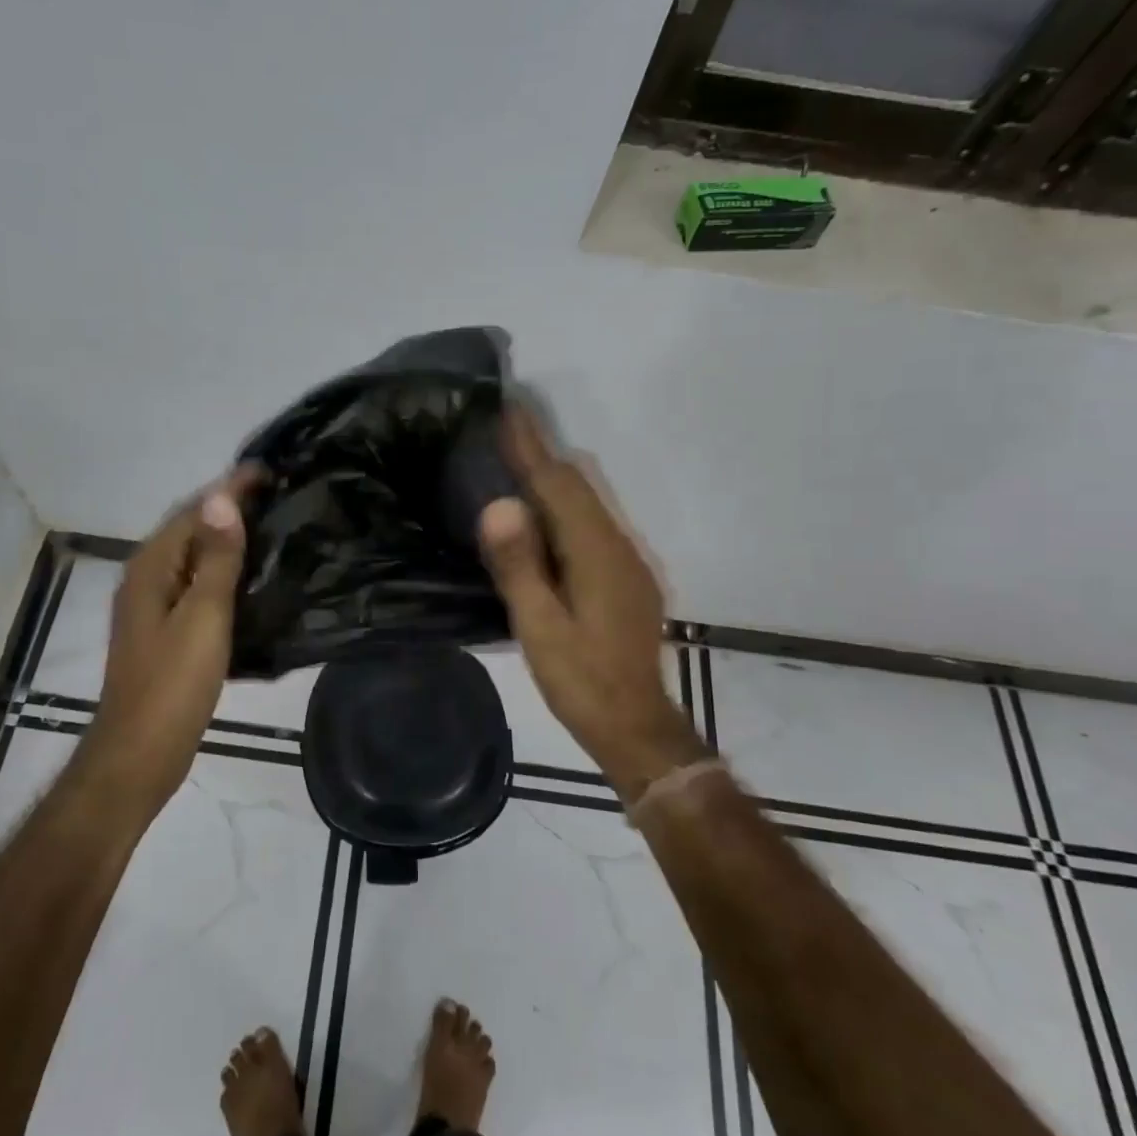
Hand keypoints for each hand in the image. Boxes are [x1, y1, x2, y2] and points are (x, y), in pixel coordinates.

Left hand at [84, 467, 261, 813]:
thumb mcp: (202, 616)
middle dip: (229, 506)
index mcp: (151, 568)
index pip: (194, 511)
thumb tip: (222, 498)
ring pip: (193, 557)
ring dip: (227, 537)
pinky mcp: (165, 631)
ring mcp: (153, 606)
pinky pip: (196, 583)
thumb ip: (214, 558)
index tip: (269, 468)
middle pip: (190, 529)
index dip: (230, 487)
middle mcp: (146, 578)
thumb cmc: (173, 684)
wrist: (140, 753)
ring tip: (271, 526)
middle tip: (277, 493)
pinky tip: (250, 577)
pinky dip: (222, 569)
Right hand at [478, 409, 704, 797]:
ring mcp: (627, 561)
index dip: (531, 446)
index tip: (508, 409)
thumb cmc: (581, 680)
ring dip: (554, 479)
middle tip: (503, 431)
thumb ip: (519, 566)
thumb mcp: (540, 628)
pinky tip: (543, 520)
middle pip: (578, 485)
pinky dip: (565, 508)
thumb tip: (500, 504)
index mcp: (596, 552)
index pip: (559, 484)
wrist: (636, 726)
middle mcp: (618, 545)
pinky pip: (592, 525)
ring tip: (516, 464)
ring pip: (588, 503)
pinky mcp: (626, 578)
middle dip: (542, 454)